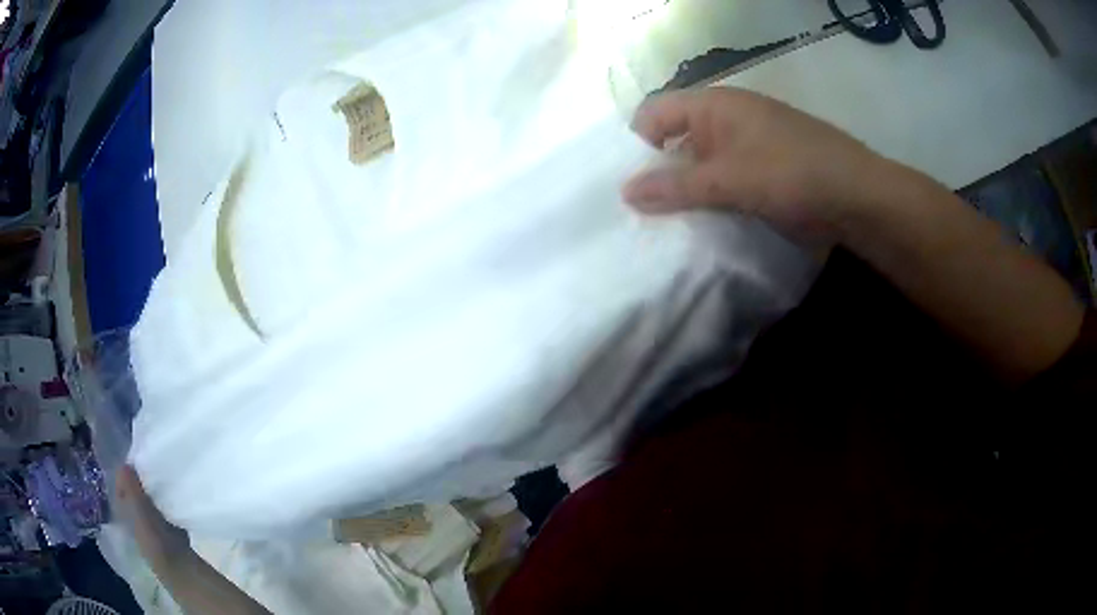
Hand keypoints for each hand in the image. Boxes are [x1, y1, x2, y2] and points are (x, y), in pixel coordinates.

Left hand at [115, 465, 194, 575]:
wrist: (177, 566)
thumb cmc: (153, 536)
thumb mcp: (138, 507)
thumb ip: (130, 486)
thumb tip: (125, 463)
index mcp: (122, 510)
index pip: (119, 484)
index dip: (126, 472)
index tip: (137, 458)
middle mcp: (133, 517)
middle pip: (134, 491)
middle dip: (140, 479)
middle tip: (150, 464)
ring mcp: (150, 525)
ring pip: (148, 500)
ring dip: (153, 490)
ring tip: (162, 477)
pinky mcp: (167, 531)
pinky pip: (162, 509)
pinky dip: (165, 502)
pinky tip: (172, 497)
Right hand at [622, 87, 882, 242]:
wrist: (858, 198)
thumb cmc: (792, 174)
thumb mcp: (730, 179)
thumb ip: (676, 186)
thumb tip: (624, 193)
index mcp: (714, 105)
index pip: (654, 114)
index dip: (637, 145)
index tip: (631, 187)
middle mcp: (726, 120)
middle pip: (675, 141)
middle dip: (659, 175)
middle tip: (642, 216)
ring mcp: (747, 147)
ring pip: (701, 166)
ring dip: (686, 193)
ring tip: (668, 229)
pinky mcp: (763, 173)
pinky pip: (724, 183)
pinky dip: (712, 202)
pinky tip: (704, 228)